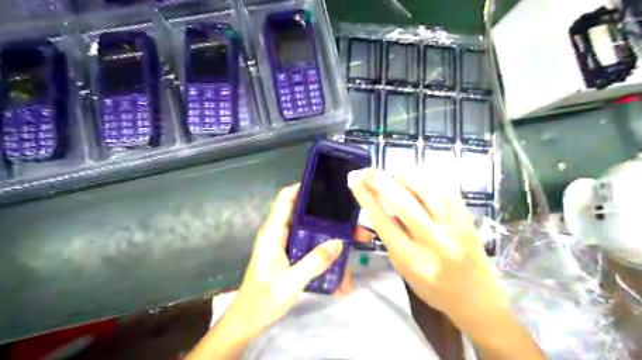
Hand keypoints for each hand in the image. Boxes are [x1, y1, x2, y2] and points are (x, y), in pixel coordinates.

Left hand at [223, 183, 349, 333]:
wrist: (249, 319)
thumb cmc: (264, 299)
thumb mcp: (290, 282)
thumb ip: (314, 262)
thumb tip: (338, 242)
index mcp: (273, 232)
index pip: (286, 198)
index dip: (304, 187)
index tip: (327, 186)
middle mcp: (278, 232)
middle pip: (303, 211)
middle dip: (326, 213)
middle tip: (349, 217)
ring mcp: (284, 242)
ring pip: (308, 227)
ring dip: (328, 229)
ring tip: (352, 234)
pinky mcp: (289, 253)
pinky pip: (308, 240)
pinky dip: (323, 242)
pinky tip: (339, 251)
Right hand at [349, 168, 542, 359]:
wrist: (477, 298)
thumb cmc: (433, 288)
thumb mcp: (403, 269)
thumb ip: (391, 237)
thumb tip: (378, 203)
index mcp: (413, 260)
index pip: (383, 221)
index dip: (366, 197)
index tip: (354, 180)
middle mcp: (435, 241)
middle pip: (403, 202)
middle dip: (380, 181)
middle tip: (366, 171)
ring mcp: (455, 226)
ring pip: (427, 188)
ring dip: (404, 176)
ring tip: (392, 175)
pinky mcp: (467, 216)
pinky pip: (446, 186)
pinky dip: (427, 177)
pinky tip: (415, 177)